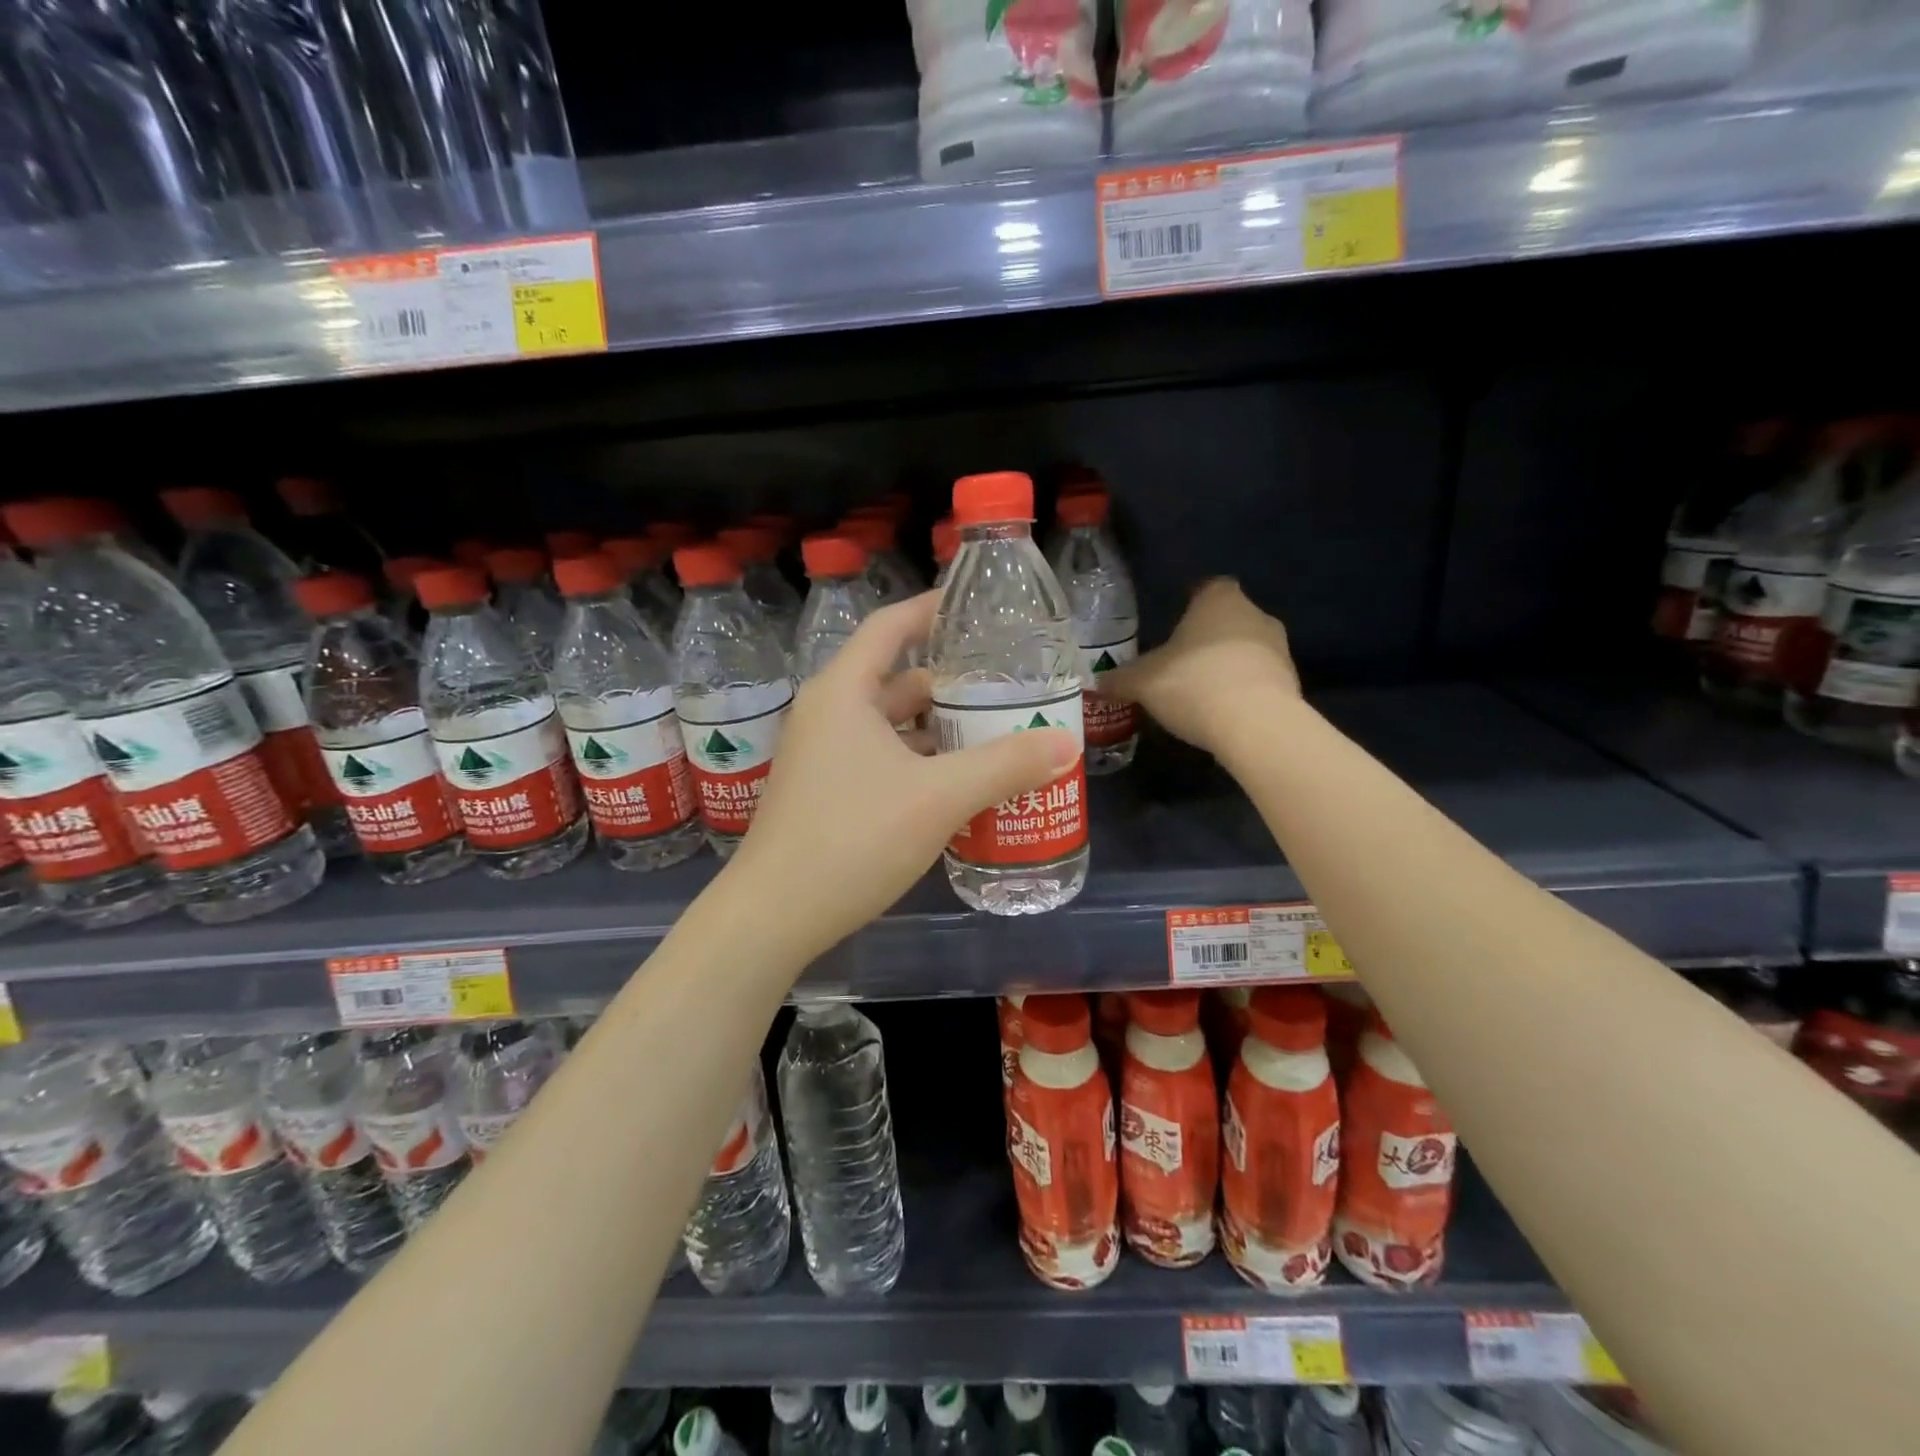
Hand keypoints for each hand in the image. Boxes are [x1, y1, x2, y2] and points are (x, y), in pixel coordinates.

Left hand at [724, 592, 1079, 964]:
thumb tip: (1064, 742)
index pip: (890, 627)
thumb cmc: (852, 838)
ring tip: (993, 734)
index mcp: (844, 693)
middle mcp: (827, 714)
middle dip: (949, 683)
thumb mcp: (939, 797)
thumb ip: (1004, 765)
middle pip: (896, 679)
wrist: (773, 916)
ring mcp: (822, 756)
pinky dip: (918, 761)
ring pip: (890, 725)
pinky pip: (880, 759)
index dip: (931, 610)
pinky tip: (956, 785)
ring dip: (936, 728)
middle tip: (1005, 687)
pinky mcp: (824, 793)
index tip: (976, 608)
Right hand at [1101, 578, 1299, 756]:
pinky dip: (1241, 690)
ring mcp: (1279, 649)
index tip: (1175, 622)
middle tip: (1179, 660)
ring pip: (1246, 649)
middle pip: (1229, 618)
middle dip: (1207, 636)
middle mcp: (1255, 615)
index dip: (1192, 601)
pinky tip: (1220, 713)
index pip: (1208, 587)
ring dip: (1226, 664)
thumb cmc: (1193, 683)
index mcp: (1219, 600)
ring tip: (1199, 691)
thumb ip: (1120, 679)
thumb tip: (1098, 682)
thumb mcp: (1142, 682)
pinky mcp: (1291, 684)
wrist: (1255, 725)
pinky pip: (1259, 679)